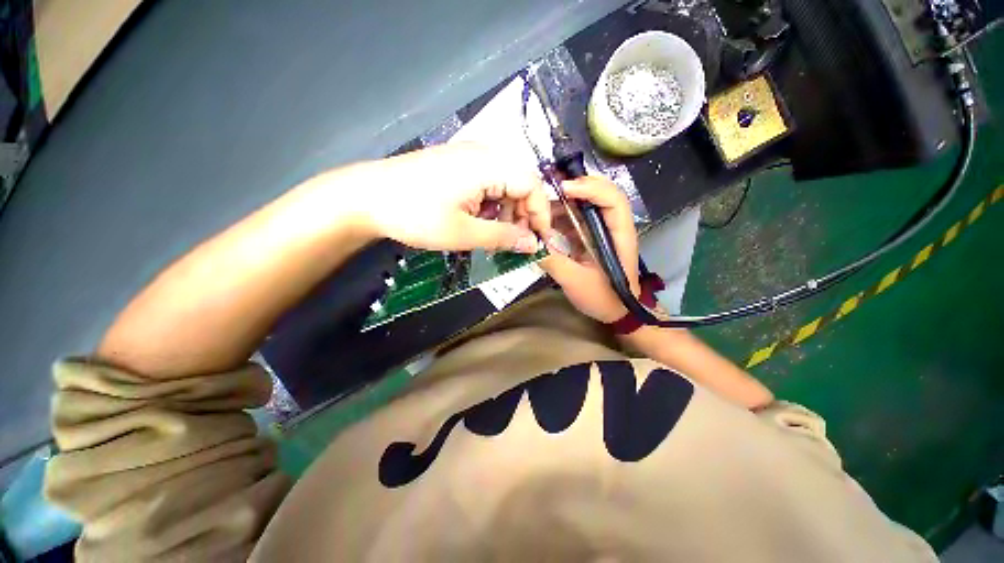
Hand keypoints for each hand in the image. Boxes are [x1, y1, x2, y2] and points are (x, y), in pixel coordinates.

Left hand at [339, 142, 550, 252]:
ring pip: (504, 183)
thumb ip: (503, 237)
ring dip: (507, 211)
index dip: (540, 214)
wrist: (366, 198)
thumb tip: (533, 244)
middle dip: (523, 214)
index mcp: (489, 164)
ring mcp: (468, 156)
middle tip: (516, 242)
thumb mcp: (464, 233)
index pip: (532, 185)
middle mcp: (484, 153)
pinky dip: (491, 204)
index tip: (539, 241)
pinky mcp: (457, 164)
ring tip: (496, 235)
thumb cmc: (416, 215)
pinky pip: (488, 182)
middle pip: (520, 183)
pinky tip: (479, 220)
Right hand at [540, 176, 640, 322]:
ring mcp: (599, 230)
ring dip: (563, 201)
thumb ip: (554, 262)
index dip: (591, 189)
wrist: (614, 311)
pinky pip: (574, 218)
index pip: (613, 200)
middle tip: (548, 187)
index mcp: (619, 235)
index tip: (564, 189)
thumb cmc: (603, 298)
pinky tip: (543, 220)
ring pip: (584, 204)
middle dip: (575, 187)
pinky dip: (559, 215)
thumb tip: (530, 243)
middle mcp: (611, 226)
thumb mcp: (576, 282)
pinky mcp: (588, 236)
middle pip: (599, 193)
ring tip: (540, 203)